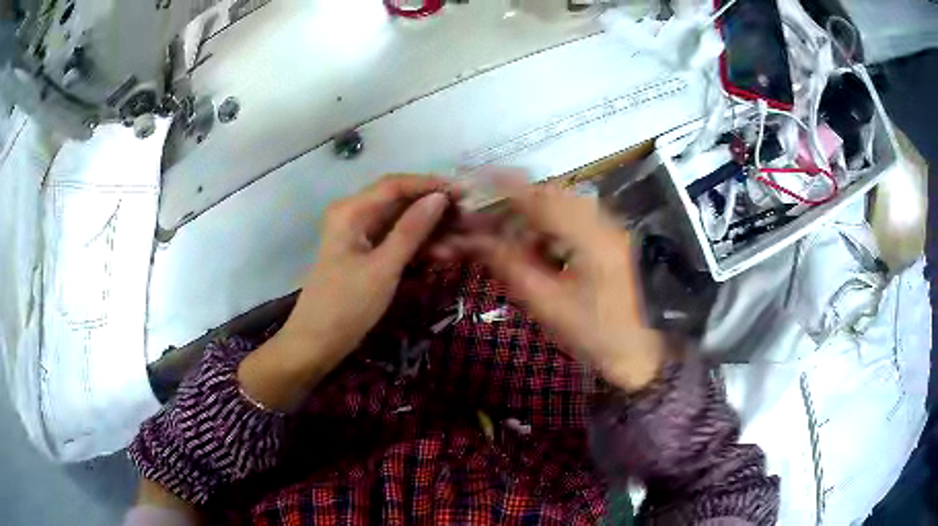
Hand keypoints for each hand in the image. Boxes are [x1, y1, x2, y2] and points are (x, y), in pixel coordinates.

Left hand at [240, 175, 452, 410]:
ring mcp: (358, 235)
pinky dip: (416, 245)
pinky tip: (440, 254)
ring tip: (459, 240)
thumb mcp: (383, 268)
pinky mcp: (364, 254)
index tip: (464, 193)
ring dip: (427, 229)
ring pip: (399, 221)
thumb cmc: (346, 305)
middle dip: (432, 207)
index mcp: (351, 211)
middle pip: (398, 200)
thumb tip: (439, 198)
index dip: (430, 185)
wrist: (316, 343)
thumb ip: (412, 230)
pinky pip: (394, 240)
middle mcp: (353, 215)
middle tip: (467, 218)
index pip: (396, 185)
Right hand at [437, 175, 665, 391]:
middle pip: (556, 195)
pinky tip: (542, 249)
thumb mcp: (547, 303)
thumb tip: (476, 241)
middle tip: (493, 217)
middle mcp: (603, 224)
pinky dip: (553, 227)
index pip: (543, 199)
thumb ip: (511, 266)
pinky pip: (577, 220)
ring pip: (566, 206)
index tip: (483, 175)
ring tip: (514, 237)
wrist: (641, 351)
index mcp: (589, 237)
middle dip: (521, 200)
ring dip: (537, 214)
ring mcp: (612, 231)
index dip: (510, 185)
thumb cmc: (594, 333)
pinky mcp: (613, 242)